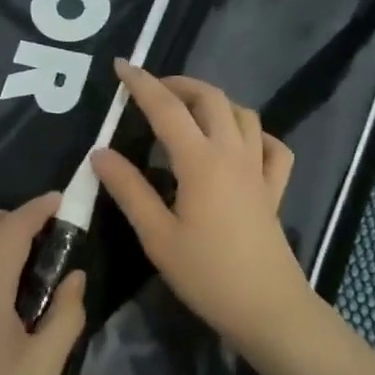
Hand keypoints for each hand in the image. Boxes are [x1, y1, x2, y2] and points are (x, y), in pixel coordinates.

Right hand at [91, 61, 313, 355]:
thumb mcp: (156, 235)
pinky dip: (254, 134)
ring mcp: (259, 169)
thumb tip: (100, 153)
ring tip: (188, 112)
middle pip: (210, 98)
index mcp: (200, 162)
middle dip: (179, 84)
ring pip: (242, 114)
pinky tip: (239, 145)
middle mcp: (233, 153)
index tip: (121, 66)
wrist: (267, 308)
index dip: (142, 84)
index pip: (167, 108)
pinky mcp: (274, 189)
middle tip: (151, 90)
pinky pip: (272, 146)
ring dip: (214, 102)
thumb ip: (129, 189)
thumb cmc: (206, 274)